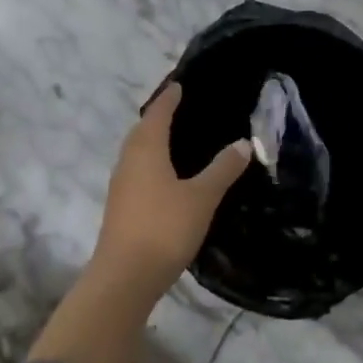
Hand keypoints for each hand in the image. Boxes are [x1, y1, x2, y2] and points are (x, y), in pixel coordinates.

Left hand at [95, 80, 250, 295]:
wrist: (125, 278)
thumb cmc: (164, 228)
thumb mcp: (202, 197)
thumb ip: (222, 169)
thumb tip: (243, 142)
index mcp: (146, 149)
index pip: (157, 113)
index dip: (169, 98)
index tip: (180, 85)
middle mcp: (129, 161)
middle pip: (142, 130)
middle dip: (158, 117)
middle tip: (179, 109)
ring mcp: (121, 186)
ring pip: (137, 152)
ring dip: (152, 140)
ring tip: (174, 139)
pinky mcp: (120, 207)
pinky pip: (136, 171)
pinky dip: (150, 163)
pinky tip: (165, 176)